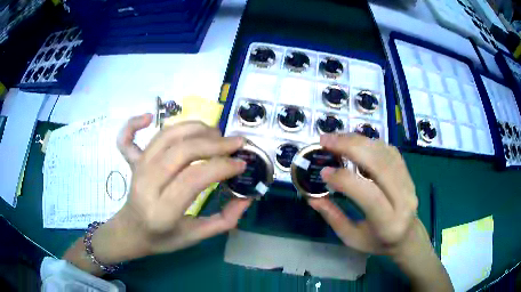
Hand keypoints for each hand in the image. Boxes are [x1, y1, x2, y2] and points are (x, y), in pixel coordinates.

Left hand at [91, 114, 250, 264]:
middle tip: (235, 143)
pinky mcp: (132, 163)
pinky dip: (135, 123)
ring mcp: (137, 169)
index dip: (221, 166)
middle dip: (214, 143)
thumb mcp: (195, 237)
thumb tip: (247, 198)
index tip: (241, 163)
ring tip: (215, 133)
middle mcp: (147, 184)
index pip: (194, 178)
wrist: (132, 232)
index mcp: (163, 210)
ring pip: (166, 136)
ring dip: (194, 128)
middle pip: (181, 150)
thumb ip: (224, 220)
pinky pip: (129, 137)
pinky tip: (148, 116)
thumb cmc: (163, 238)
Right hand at [309, 134, 417, 255]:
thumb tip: (313, 198)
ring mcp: (409, 183)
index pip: (369, 195)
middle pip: (380, 165)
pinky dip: (370, 143)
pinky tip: (356, 142)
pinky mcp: (408, 173)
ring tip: (337, 137)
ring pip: (385, 153)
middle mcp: (404, 199)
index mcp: (389, 223)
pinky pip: (390, 151)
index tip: (323, 171)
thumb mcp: (352, 239)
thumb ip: (334, 218)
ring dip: (359, 141)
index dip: (345, 180)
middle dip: (351, 147)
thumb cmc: (377, 242)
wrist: (407, 236)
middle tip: (326, 140)